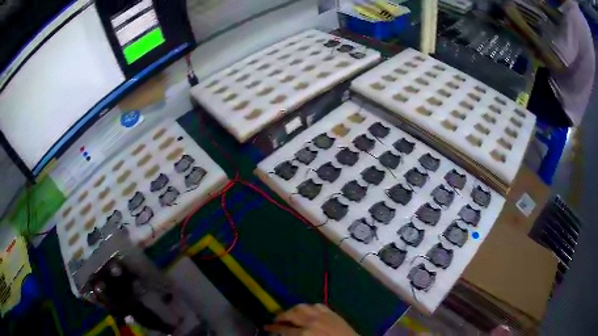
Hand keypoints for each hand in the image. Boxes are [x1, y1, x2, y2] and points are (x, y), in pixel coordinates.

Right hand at [265, 304, 356, 335]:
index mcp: (305, 334)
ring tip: (289, 314)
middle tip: (276, 320)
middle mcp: (311, 322)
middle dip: (281, 316)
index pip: (284, 329)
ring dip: (293, 310)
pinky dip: (309, 307)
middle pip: (291, 314)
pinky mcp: (332, 313)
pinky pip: (317, 305)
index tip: (266, 327)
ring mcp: (323, 315)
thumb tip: (283, 333)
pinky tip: (307, 311)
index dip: (273, 328)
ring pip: (303, 307)